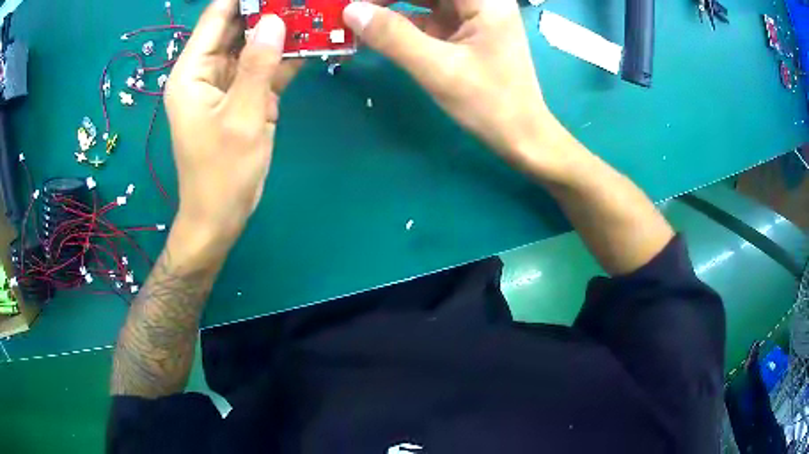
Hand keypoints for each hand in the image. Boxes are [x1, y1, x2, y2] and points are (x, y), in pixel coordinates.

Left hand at [165, 0, 301, 245]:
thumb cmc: (222, 173)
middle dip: (270, 9)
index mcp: (192, 71)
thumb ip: (258, 66)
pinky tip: (316, 41)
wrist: (222, 215)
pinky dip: (288, 56)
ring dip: (284, 30)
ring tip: (315, 13)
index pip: (217, 17)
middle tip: (304, 1)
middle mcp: (208, 70)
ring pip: (256, 44)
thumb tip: (275, 20)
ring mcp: (229, 82)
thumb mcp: (241, 117)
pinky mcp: (245, 96)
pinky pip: (266, 67)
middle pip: (239, 26)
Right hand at [343, 0, 567, 174]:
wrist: (520, 135)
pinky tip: (374, 32)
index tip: (356, 0)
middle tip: (353, 9)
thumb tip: (350, 10)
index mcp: (484, 0)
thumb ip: (394, 37)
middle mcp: (479, 1)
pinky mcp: (460, 31)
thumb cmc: (490, 103)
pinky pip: (424, 17)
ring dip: (389, 7)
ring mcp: (469, 15)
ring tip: (356, 18)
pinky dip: (399, 23)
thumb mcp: (439, 69)